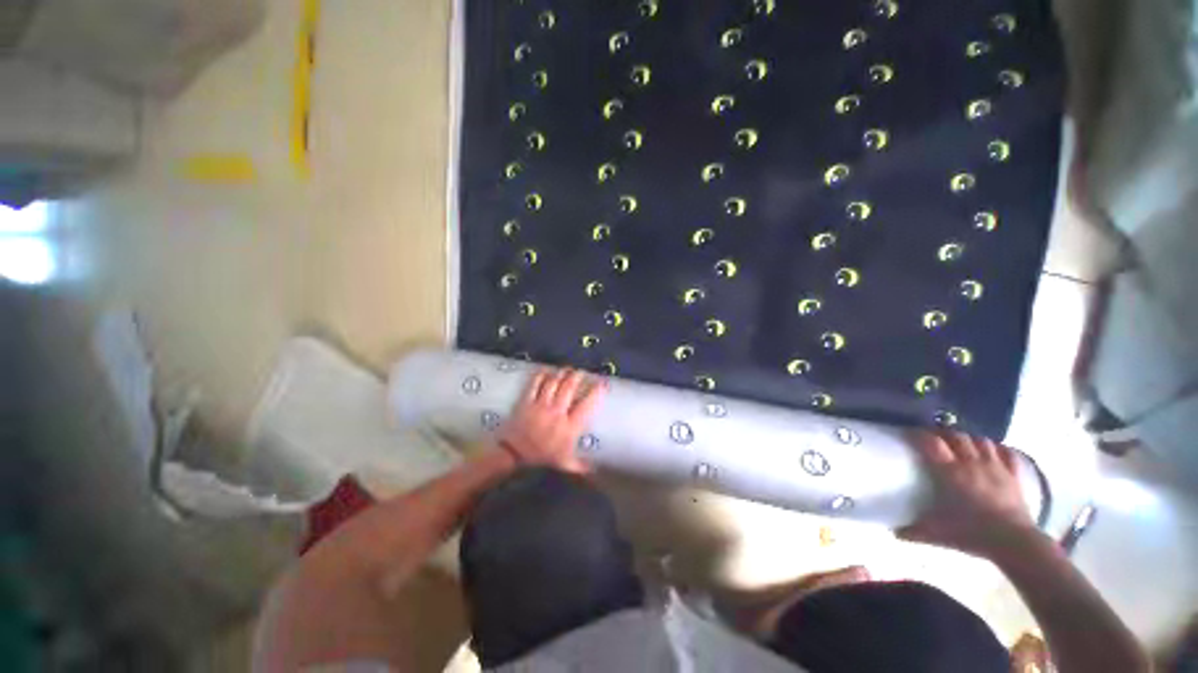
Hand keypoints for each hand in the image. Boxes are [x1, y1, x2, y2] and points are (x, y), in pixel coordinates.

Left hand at [495, 368, 606, 473]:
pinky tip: (547, 371)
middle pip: (569, 387)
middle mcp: (557, 412)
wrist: (513, 455)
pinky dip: (542, 375)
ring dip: (561, 373)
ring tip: (567, 369)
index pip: (586, 405)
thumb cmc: (541, 458)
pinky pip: (535, 384)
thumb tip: (595, 470)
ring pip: (553, 382)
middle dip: (577, 376)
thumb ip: (580, 466)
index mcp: (569, 427)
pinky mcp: (527, 401)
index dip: (596, 391)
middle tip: (581, 372)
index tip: (602, 383)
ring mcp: (541, 405)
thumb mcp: (563, 465)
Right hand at [899, 431, 1038, 558]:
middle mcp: (972, 463)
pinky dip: (998, 448)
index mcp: (950, 472)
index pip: (932, 443)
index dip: (919, 435)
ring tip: (963, 444)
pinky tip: (994, 451)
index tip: (911, 433)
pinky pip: (1007, 453)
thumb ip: (913, 531)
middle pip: (957, 436)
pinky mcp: (1013, 475)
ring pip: (981, 440)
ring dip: (970, 439)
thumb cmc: (971, 533)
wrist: (1014, 542)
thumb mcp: (936, 534)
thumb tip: (894, 533)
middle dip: (945, 433)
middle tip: (935, 438)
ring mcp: (996, 467)